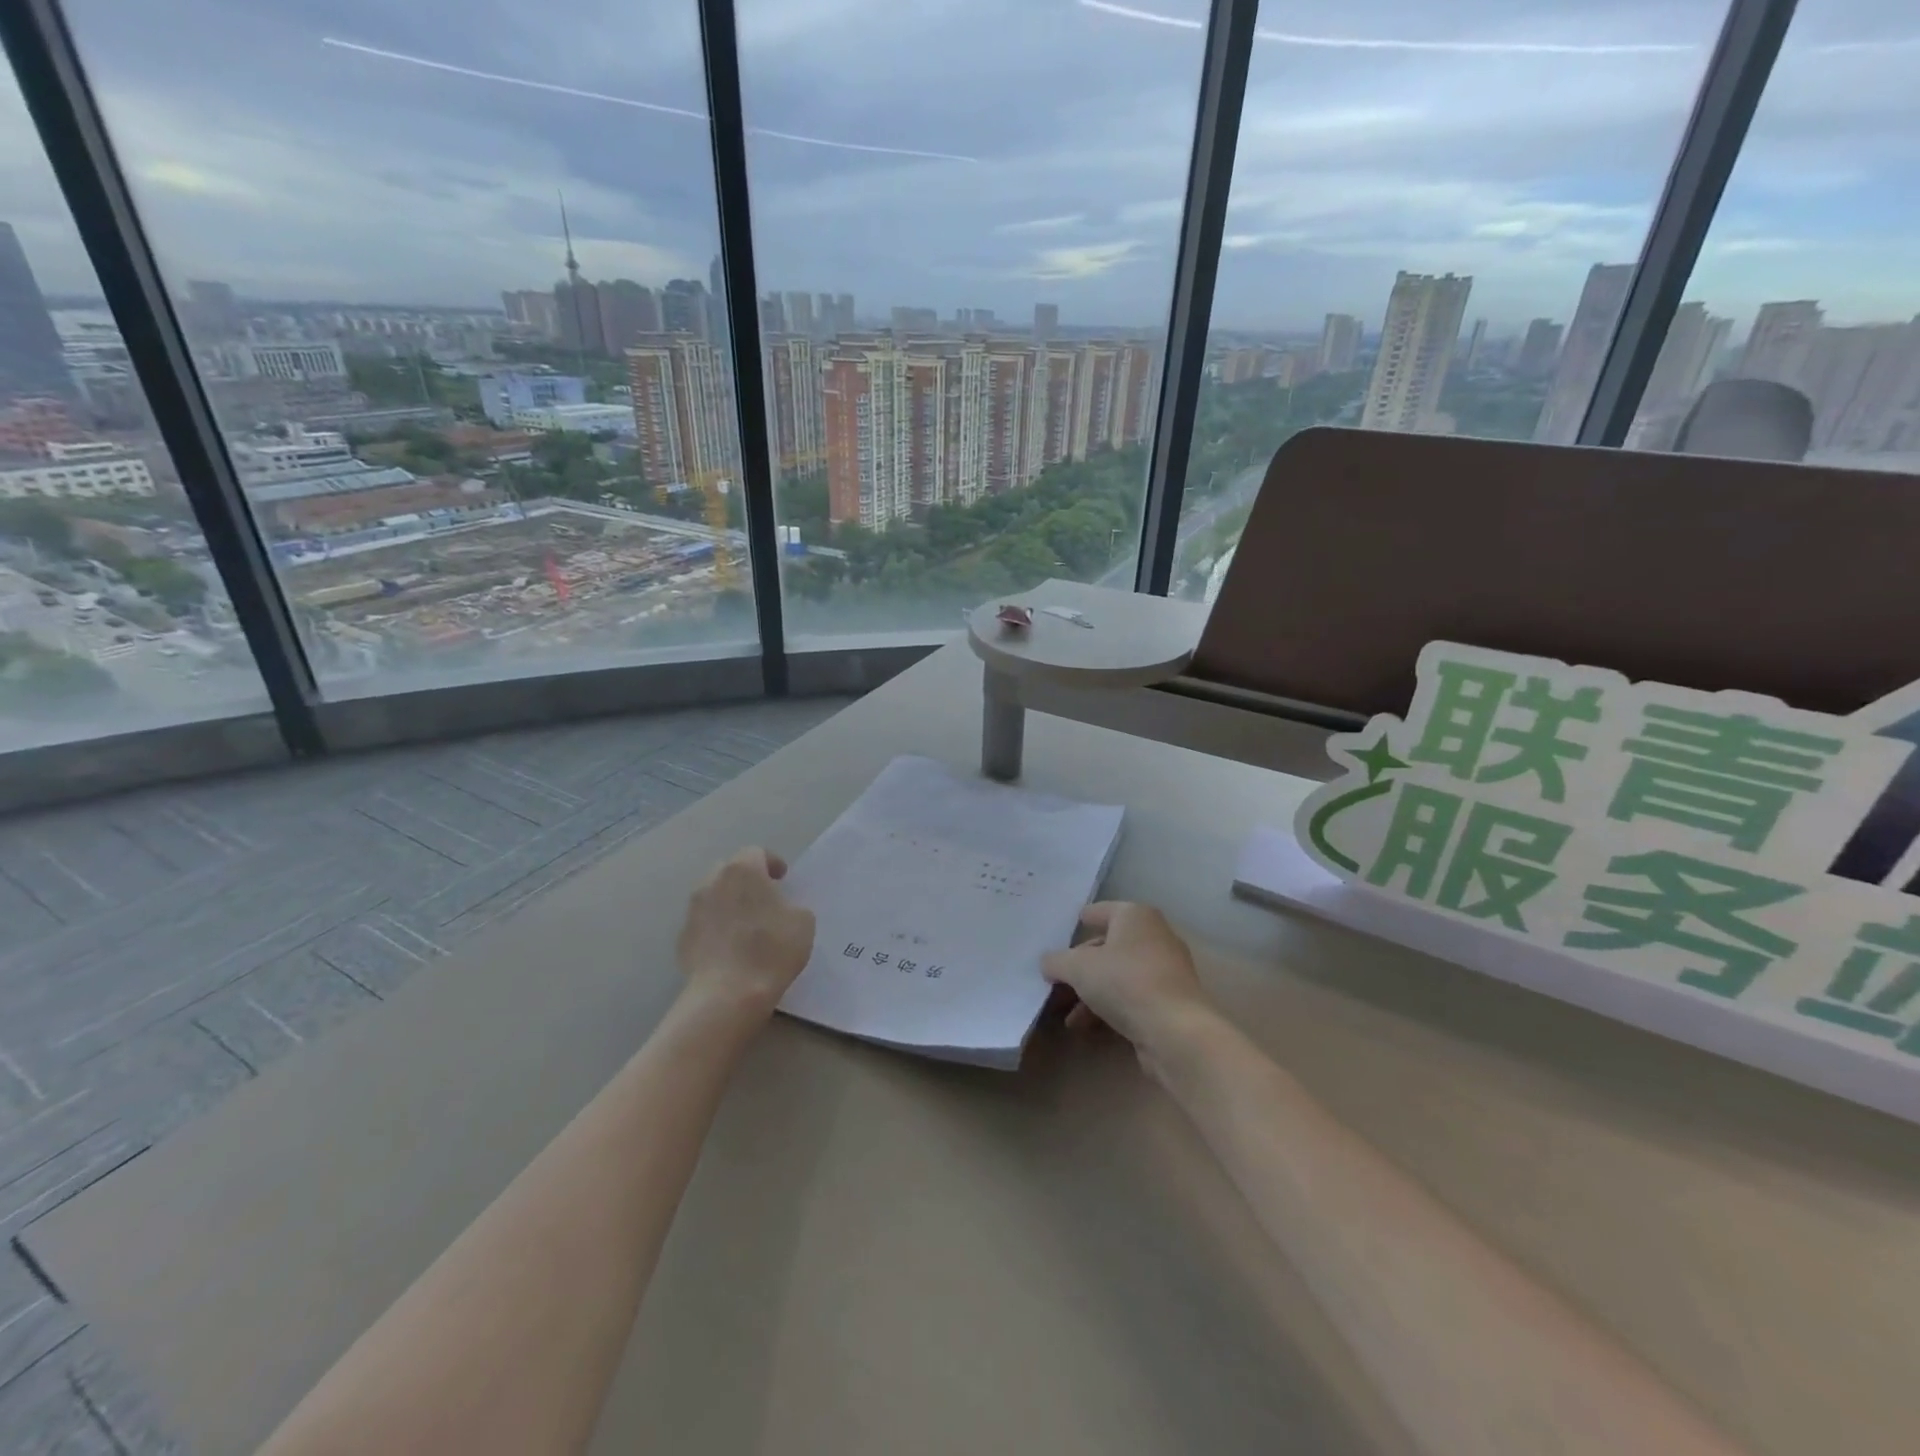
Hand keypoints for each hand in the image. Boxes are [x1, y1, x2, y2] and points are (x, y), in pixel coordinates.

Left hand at [677, 848, 815, 1015]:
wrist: (727, 994)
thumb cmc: (771, 950)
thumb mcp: (803, 922)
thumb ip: (792, 906)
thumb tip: (781, 909)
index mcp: (743, 870)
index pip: (756, 853)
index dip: (771, 863)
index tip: (783, 880)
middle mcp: (712, 882)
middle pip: (730, 870)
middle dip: (746, 880)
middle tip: (764, 900)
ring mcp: (693, 910)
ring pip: (713, 896)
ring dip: (729, 904)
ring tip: (746, 926)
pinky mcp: (682, 938)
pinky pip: (704, 924)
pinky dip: (716, 928)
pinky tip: (730, 949)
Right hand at [1042, 902, 1214, 1072]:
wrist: (1175, 1031)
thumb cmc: (1124, 982)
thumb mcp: (1078, 968)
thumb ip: (1057, 961)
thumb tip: (1048, 963)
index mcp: (1135, 916)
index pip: (1101, 911)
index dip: (1080, 921)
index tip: (1062, 932)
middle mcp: (1154, 937)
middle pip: (1107, 947)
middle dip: (1080, 967)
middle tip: (1056, 983)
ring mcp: (1165, 970)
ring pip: (1118, 975)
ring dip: (1090, 994)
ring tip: (1068, 1017)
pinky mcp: (1170, 1001)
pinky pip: (1131, 997)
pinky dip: (1108, 1008)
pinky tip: (1087, 1027)